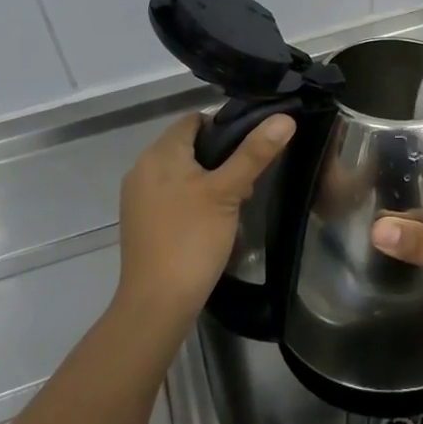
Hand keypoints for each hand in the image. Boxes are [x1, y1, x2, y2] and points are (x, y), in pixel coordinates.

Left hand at [115, 111, 293, 331]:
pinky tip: (212, 220)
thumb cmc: (192, 239)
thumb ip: (254, 153)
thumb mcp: (228, 192)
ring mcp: (138, 197)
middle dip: (220, 156)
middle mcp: (142, 168)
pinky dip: (192, 198)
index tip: (252, 146)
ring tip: (235, 200)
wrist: (156, 305)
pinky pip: (171, 194)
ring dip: (209, 179)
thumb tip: (284, 118)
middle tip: (248, 178)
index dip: (225, 126)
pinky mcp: (141, 221)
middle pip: (188, 145)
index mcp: (159, 153)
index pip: (194, 120)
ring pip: (181, 171)